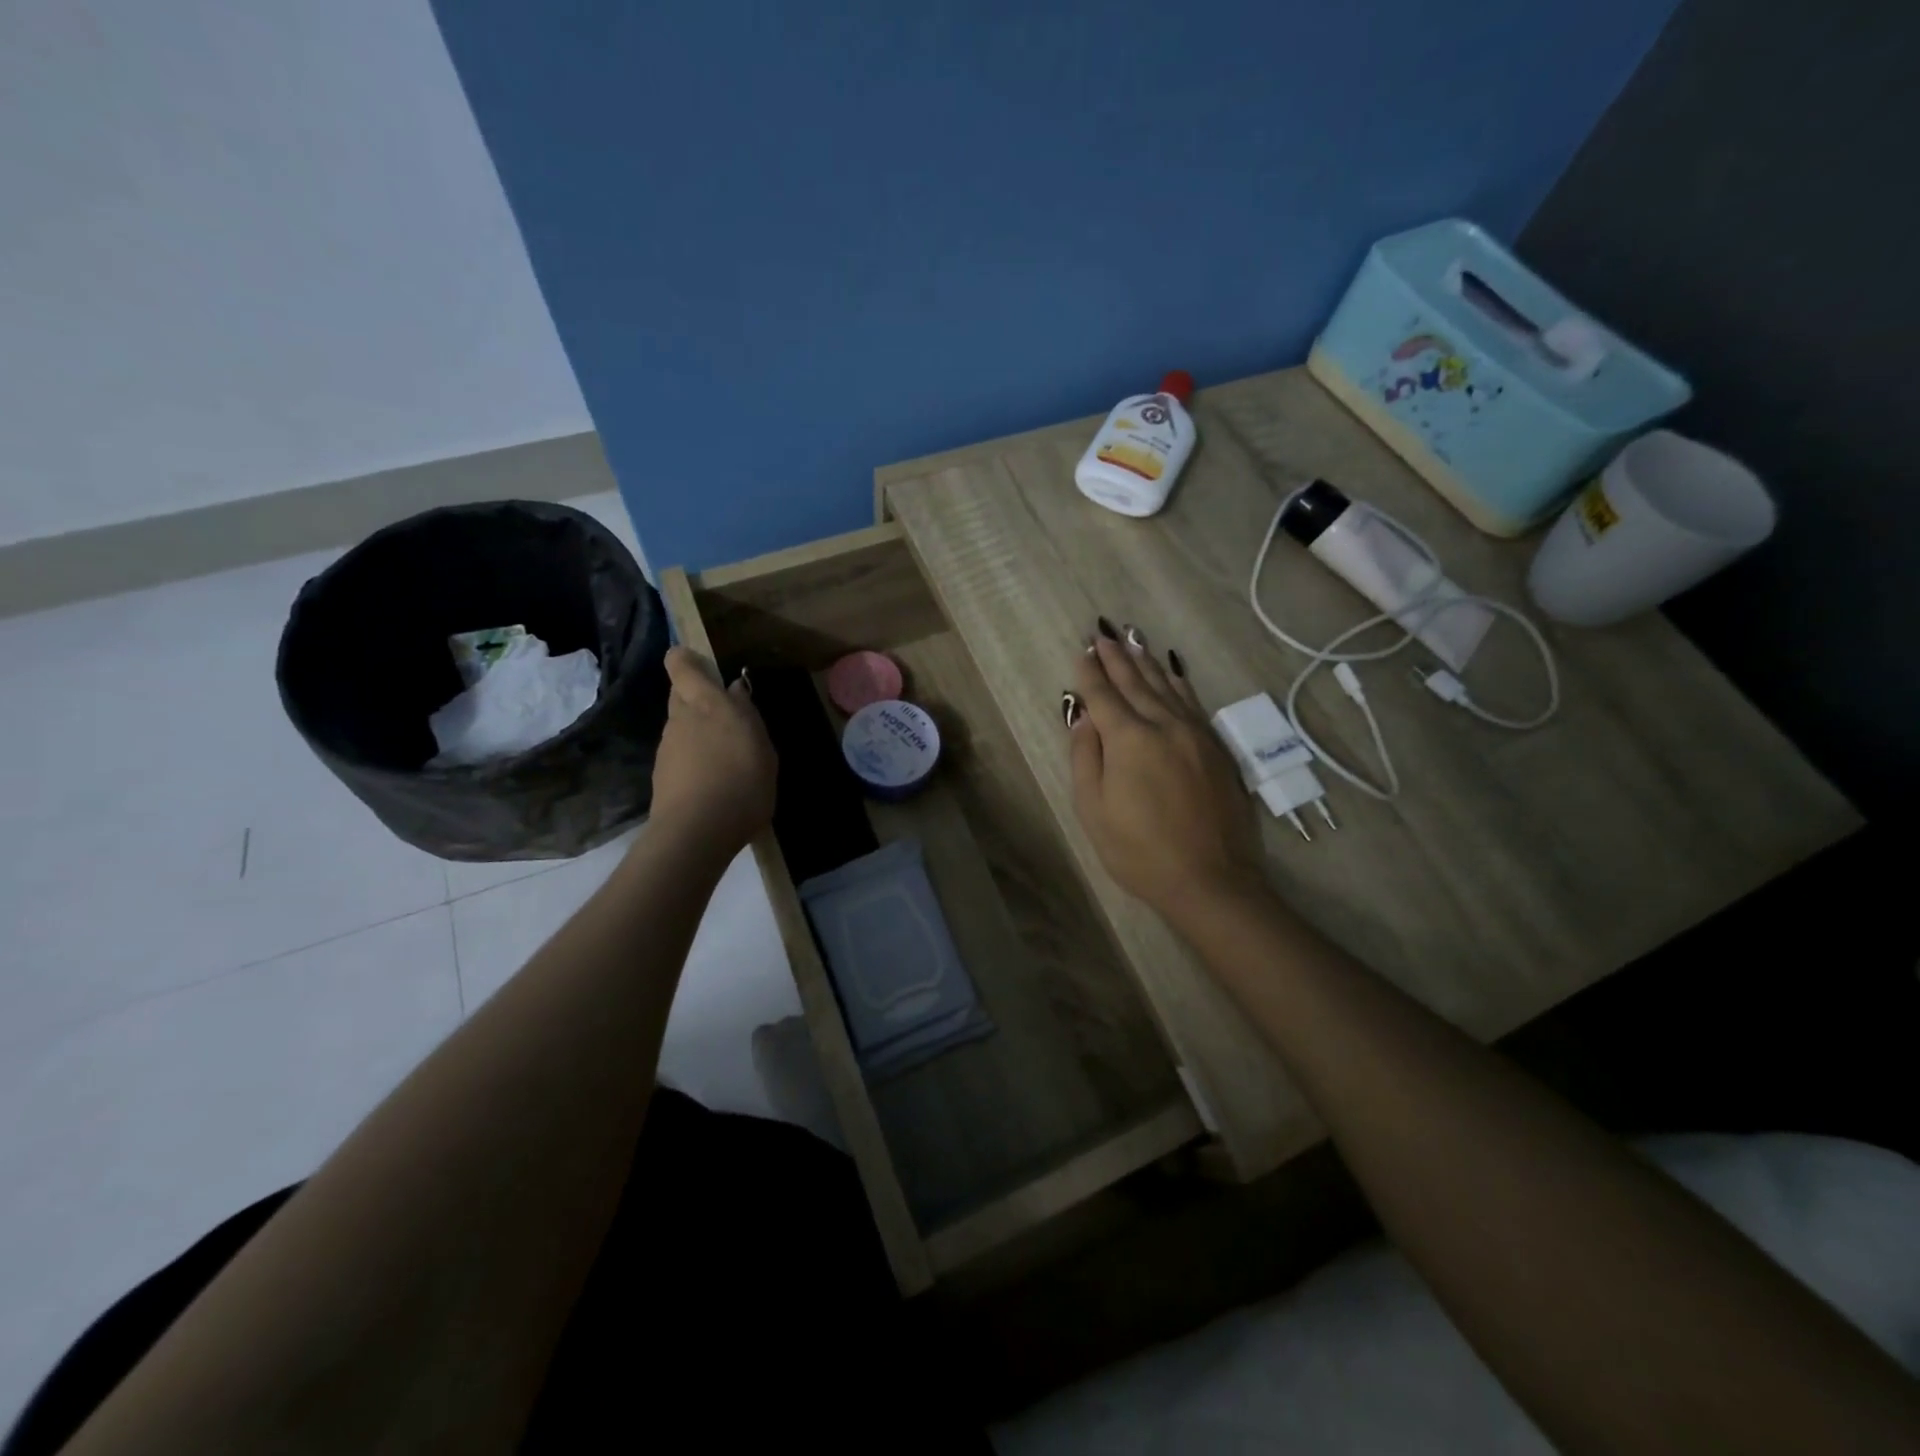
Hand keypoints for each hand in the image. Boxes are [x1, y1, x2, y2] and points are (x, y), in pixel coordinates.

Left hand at [648, 647, 776, 856]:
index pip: (681, 665)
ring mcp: (667, 747)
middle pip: (680, 695)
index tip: (703, 665)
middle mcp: (681, 719)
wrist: (696, 834)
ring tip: (727, 757)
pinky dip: (694, 760)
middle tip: (727, 717)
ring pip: (681, 726)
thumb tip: (734, 691)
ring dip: (698, 732)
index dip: (686, 660)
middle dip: (697, 698)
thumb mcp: (762, 748)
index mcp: (707, 704)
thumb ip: (747, 716)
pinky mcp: (662, 774)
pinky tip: (714, 781)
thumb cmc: (741, 784)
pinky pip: (679, 754)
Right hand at [1067, 627, 1265, 926]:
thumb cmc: (1140, 852)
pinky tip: (1173, 673)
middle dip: (1117, 657)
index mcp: (1130, 740)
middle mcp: (1165, 725)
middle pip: (1137, 683)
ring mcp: (1197, 734)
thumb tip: (1084, 718)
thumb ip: (1086, 757)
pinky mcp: (1217, 748)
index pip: (1104, 696)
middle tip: (1103, 633)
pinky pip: (1193, 702)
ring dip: (1147, 663)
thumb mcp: (1094, 810)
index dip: (1090, 673)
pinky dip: (1178, 682)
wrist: (1212, 880)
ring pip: (1168, 687)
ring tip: (1133, 641)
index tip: (1081, 650)